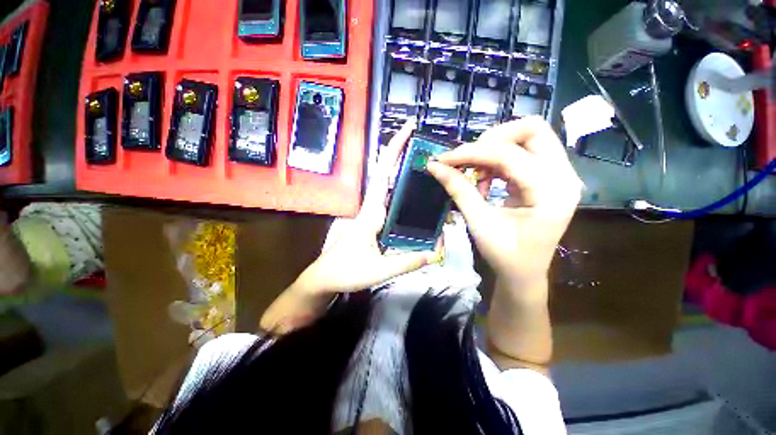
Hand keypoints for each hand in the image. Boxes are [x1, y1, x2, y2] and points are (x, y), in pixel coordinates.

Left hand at [260, 121, 437, 332]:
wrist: (325, 278)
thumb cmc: (345, 272)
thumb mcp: (377, 270)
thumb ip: (405, 262)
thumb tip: (433, 253)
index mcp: (371, 213)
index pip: (383, 175)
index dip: (394, 151)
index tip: (408, 129)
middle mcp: (372, 208)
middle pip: (387, 175)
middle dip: (402, 155)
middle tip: (424, 143)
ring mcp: (372, 214)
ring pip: (389, 187)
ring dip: (404, 172)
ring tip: (426, 166)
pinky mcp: (374, 222)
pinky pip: (390, 202)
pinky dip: (402, 193)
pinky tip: (415, 196)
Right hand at [427, 117, 581, 289]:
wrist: (524, 273)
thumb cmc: (506, 255)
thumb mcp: (479, 223)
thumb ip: (459, 190)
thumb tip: (434, 166)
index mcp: (552, 192)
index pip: (509, 155)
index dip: (472, 153)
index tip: (444, 159)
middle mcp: (564, 176)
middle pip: (532, 130)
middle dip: (492, 138)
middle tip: (468, 158)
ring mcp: (559, 174)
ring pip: (528, 137)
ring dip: (494, 148)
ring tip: (475, 173)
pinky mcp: (547, 177)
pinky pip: (523, 152)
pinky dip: (498, 159)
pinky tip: (485, 178)